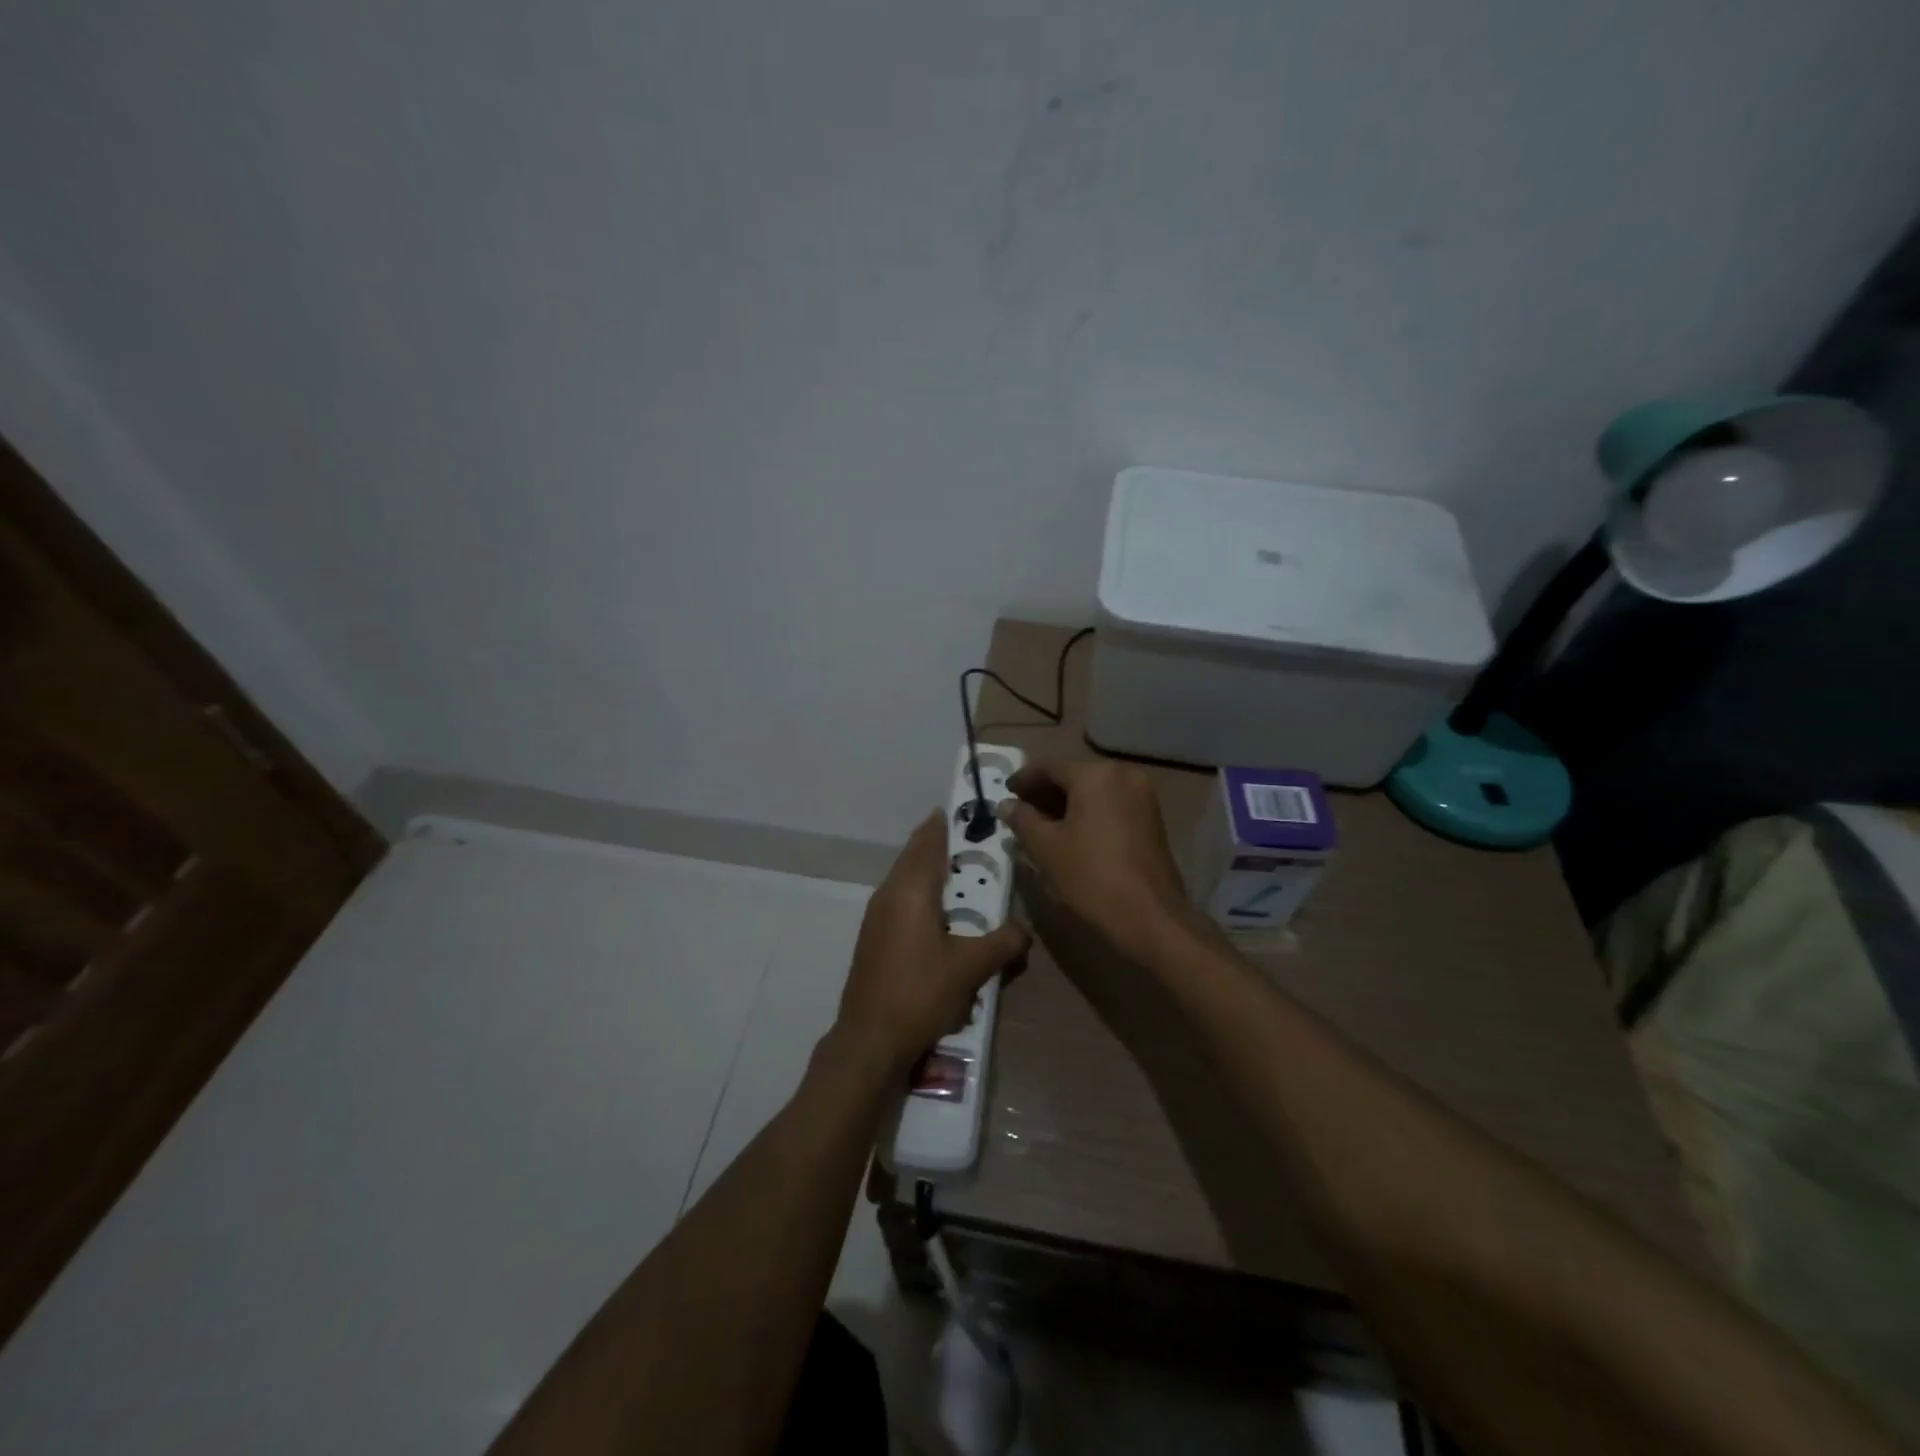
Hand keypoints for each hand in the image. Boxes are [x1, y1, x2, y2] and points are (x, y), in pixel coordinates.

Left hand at [833, 812, 1028, 1080]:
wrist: (869, 1039)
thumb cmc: (920, 993)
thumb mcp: (971, 967)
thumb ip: (1003, 941)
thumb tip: (1026, 928)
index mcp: (911, 889)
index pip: (929, 841)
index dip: (945, 824)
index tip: (965, 810)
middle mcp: (889, 894)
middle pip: (915, 856)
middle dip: (941, 845)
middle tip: (974, 843)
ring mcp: (876, 916)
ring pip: (906, 879)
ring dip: (930, 871)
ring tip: (962, 876)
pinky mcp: (873, 938)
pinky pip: (900, 900)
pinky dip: (921, 894)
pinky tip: (940, 914)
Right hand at [996, 758, 1190, 947]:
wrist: (1150, 916)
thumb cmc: (1091, 876)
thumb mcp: (1046, 848)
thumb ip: (1022, 820)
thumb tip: (1006, 805)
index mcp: (1095, 775)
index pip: (1049, 766)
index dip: (1023, 779)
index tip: (1005, 792)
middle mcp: (1122, 775)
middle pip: (1074, 775)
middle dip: (1045, 792)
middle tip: (1020, 810)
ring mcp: (1142, 795)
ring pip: (1094, 790)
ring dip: (1066, 803)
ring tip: (1041, 824)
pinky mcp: (1151, 818)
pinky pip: (1111, 804)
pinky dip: (1089, 812)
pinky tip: (1070, 833)